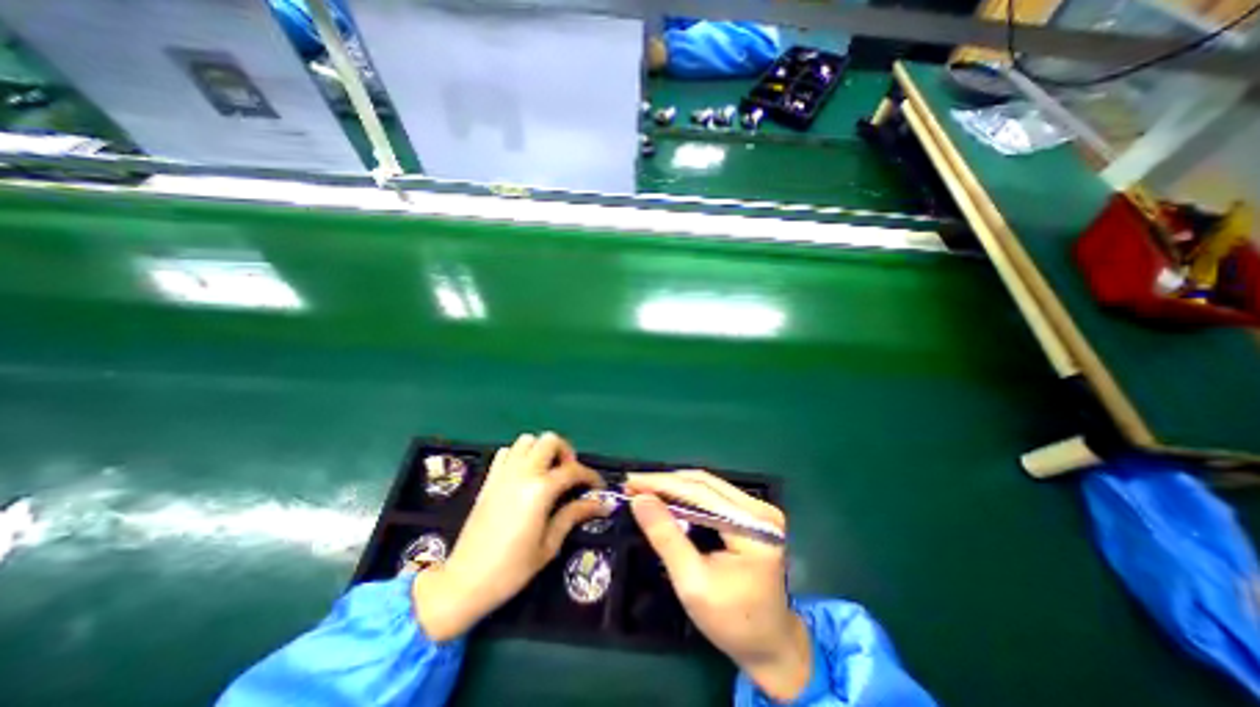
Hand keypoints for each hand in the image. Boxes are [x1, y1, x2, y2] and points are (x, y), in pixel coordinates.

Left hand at [410, 432, 608, 641]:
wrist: (464, 582)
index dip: (590, 476)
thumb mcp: (549, 545)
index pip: (573, 470)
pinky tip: (524, 475)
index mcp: (540, 489)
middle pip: (550, 440)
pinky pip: (507, 452)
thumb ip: (573, 515)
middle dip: (565, 453)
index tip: (598, 488)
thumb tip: (600, 504)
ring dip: (542, 450)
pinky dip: (519, 455)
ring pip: (528, 440)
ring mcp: (503, 473)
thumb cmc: (511, 569)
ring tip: (548, 472)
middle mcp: (522, 473)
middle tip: (569, 475)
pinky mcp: (489, 479)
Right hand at [623, 470, 811, 699]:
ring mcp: (759, 510)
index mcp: (753, 527)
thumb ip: (666, 537)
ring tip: (645, 489)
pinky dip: (687, 496)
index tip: (631, 480)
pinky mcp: (753, 514)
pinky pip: (714, 496)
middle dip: (665, 482)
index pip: (700, 492)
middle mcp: (760, 510)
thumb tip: (640, 499)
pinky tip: (668, 498)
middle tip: (633, 484)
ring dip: (674, 486)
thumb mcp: (692, 582)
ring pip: (707, 486)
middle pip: (704, 484)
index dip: (662, 483)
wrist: (771, 645)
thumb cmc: (732, 622)